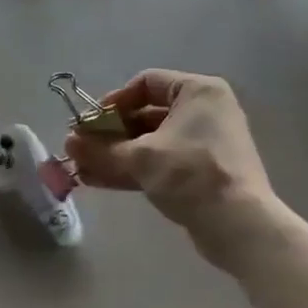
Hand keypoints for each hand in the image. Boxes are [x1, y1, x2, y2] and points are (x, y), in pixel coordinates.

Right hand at [67, 69, 279, 265]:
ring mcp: (205, 143)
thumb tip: (68, 143)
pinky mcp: (203, 172)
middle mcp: (205, 111)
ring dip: (117, 154)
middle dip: (110, 134)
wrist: (238, 224)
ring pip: (151, 142)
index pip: (146, 83)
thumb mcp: (140, 158)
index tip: (91, 123)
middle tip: (81, 149)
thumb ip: (101, 149)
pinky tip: (101, 181)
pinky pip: (162, 162)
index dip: (114, 102)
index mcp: (198, 91)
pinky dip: (134, 169)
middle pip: (146, 115)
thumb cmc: (190, 174)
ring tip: (83, 169)